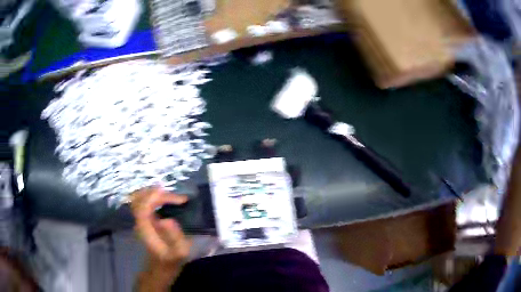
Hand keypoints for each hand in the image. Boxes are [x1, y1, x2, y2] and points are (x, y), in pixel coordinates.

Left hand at [131, 187, 191, 266]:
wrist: (161, 266)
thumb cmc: (172, 260)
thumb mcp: (179, 253)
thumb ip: (174, 237)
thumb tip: (166, 219)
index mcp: (146, 230)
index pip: (143, 207)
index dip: (154, 198)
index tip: (174, 197)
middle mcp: (139, 222)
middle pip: (140, 200)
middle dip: (158, 195)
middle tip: (179, 199)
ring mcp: (140, 220)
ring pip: (140, 199)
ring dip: (155, 194)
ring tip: (173, 197)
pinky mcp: (144, 220)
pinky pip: (143, 202)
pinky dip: (153, 197)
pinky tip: (165, 199)